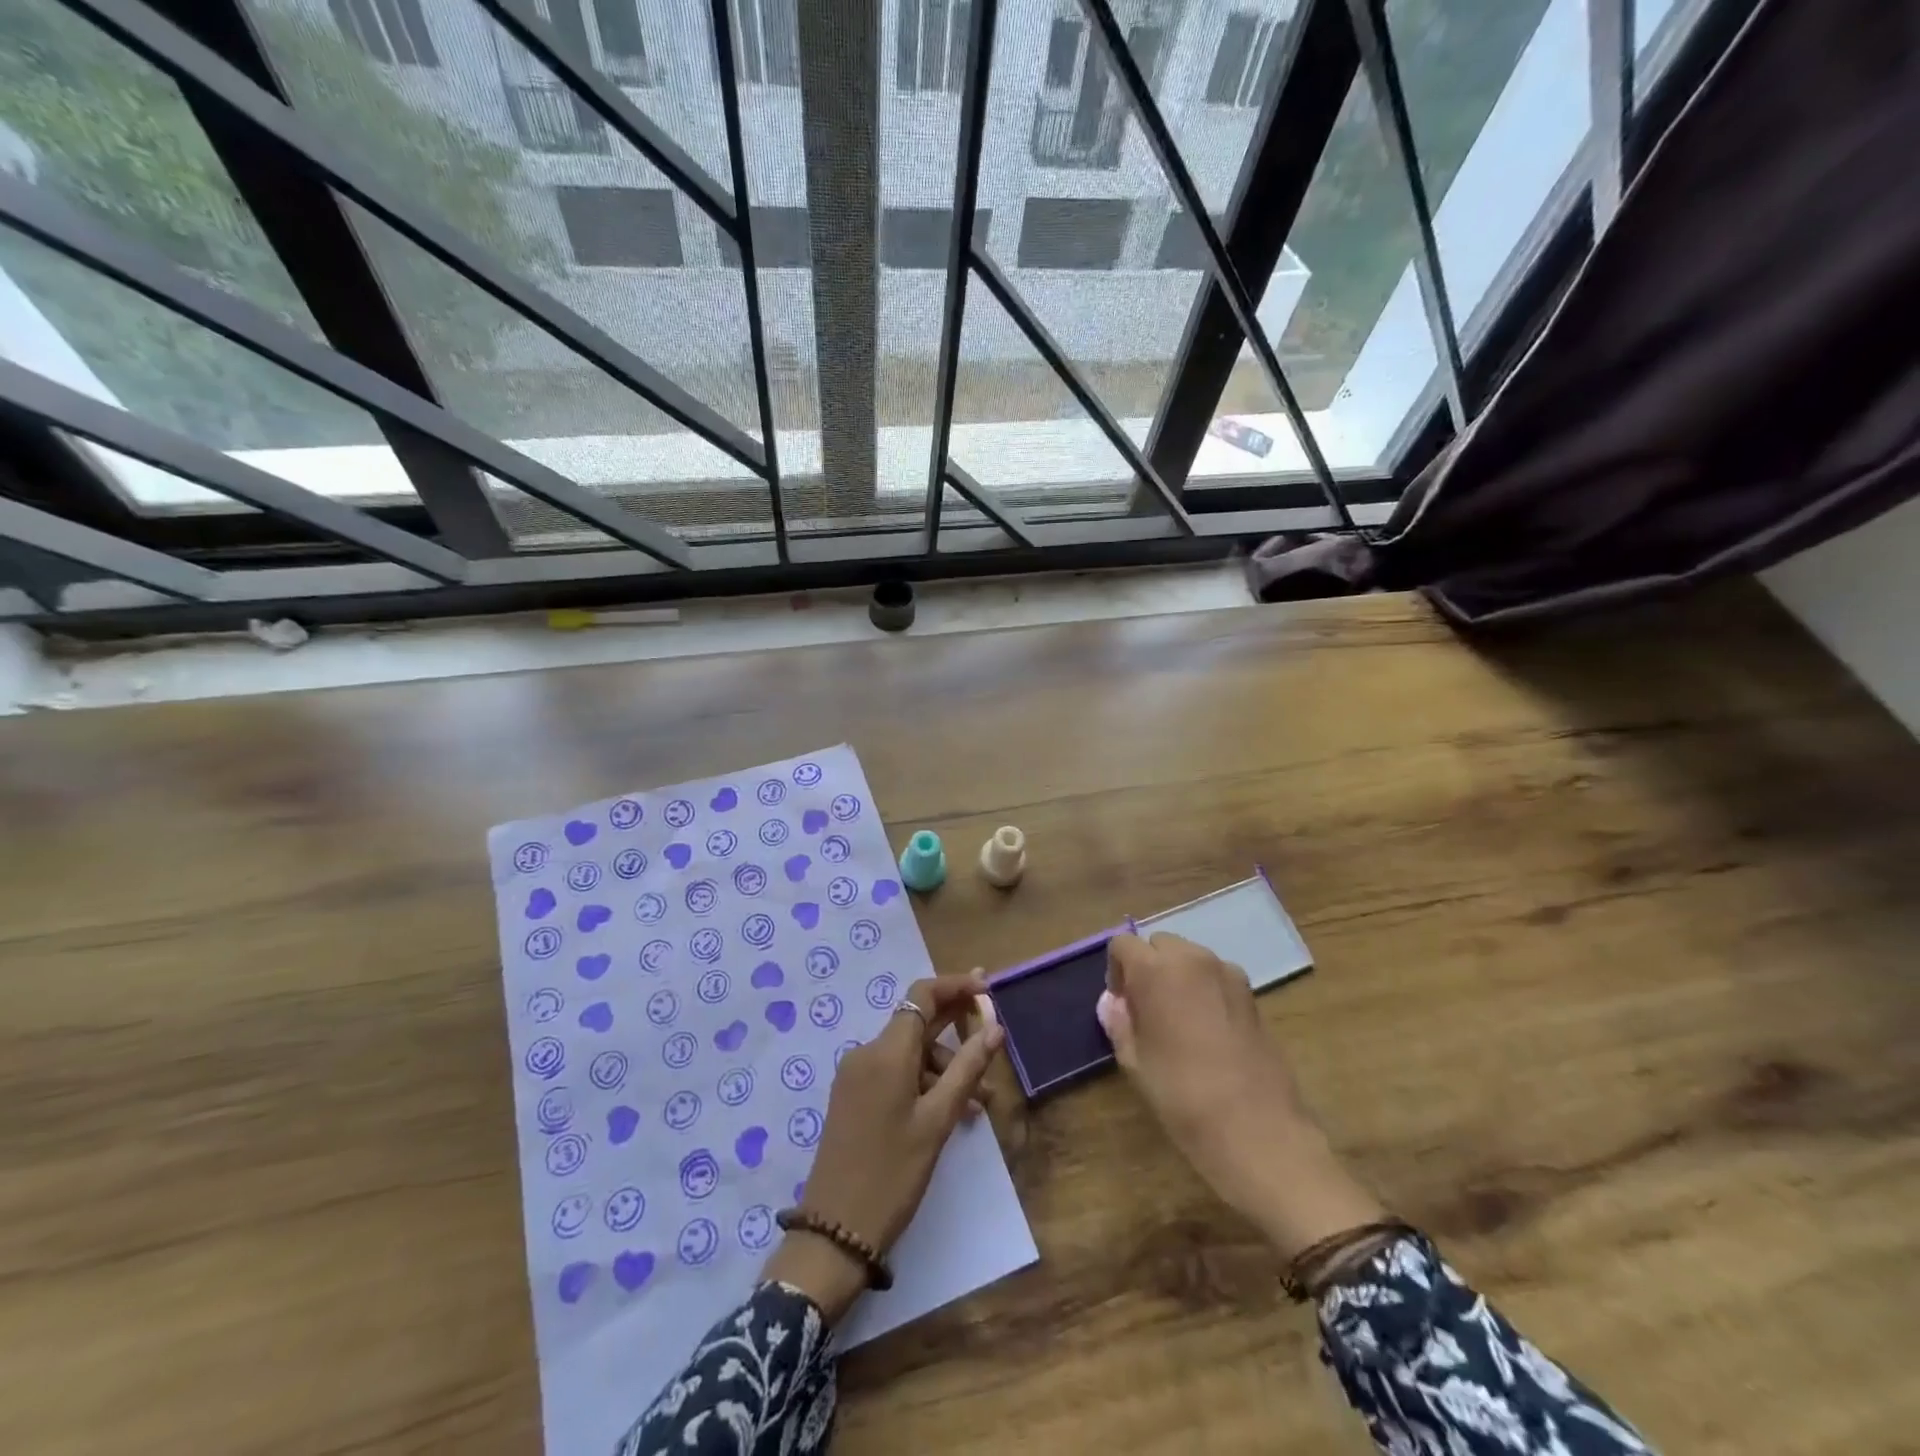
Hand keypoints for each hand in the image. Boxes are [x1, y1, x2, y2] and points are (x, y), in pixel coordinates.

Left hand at [763, 972, 1003, 1320]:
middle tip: (993, 1040)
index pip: (923, 995)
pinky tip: (950, 1112)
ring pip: (910, 1053)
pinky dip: (924, 1083)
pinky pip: (895, 1073)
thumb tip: (995, 1028)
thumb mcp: (937, 1121)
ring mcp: (856, 1075)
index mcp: (886, 1052)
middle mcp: (867, 1053)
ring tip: (977, 1104)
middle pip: (917, 1022)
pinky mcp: (853, 1096)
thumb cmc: (892, 1174)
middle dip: (957, 1028)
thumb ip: (967, 1068)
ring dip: (945, 1068)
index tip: (988, 990)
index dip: (957, 986)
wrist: (834, 1232)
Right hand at [1098, 933, 1382, 1260]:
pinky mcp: (1252, 994)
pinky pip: (1216, 977)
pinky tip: (1207, 1031)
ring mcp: (1228, 973)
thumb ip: (1120, 1023)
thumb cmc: (1182, 1095)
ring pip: (1190, 957)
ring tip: (1178, 1021)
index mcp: (1156, 969)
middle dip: (1148, 967)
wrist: (1257, 1130)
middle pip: (1159, 944)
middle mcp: (1193, 958)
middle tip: (1147, 1010)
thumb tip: (1113, 1003)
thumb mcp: (1136, 1062)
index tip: (1122, 1004)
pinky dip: (1204, 989)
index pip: (1123, 944)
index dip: (1116, 970)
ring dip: (1177, 976)